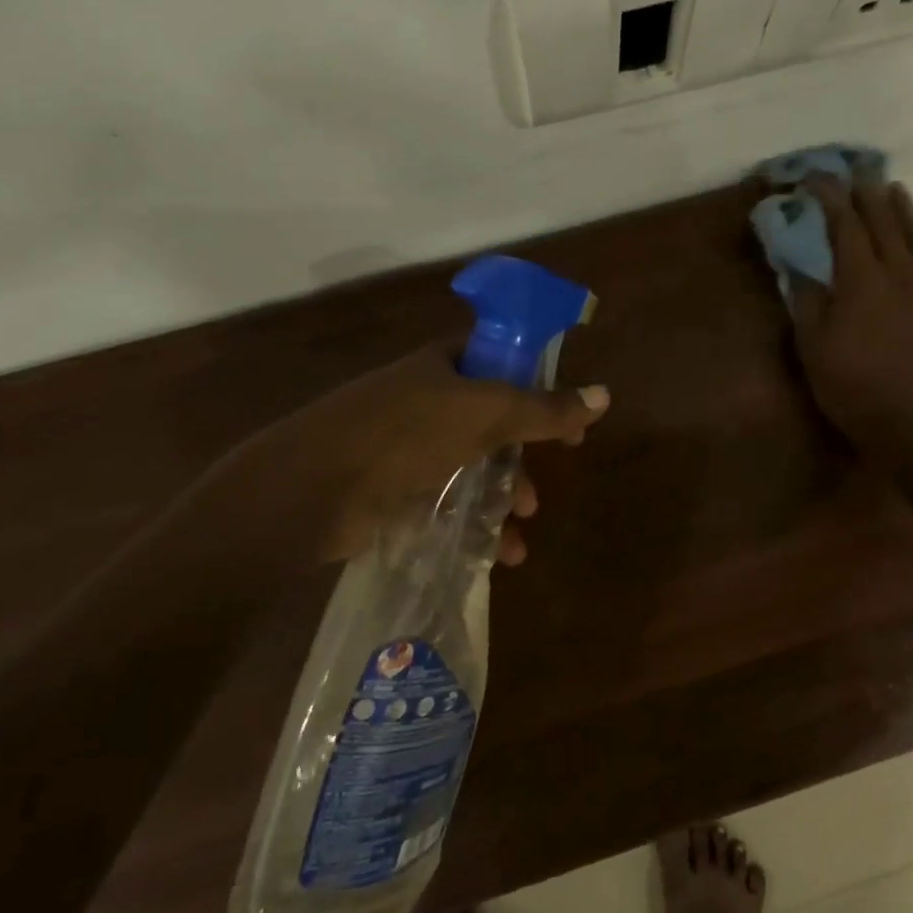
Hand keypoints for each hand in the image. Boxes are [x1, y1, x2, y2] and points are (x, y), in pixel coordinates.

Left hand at [206, 341, 608, 570]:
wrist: (307, 491)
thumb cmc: (402, 435)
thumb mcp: (484, 415)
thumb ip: (544, 410)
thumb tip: (604, 396)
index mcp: (443, 365)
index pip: (502, 359)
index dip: (540, 382)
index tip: (569, 415)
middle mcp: (426, 399)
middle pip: (493, 418)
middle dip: (525, 450)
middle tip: (554, 471)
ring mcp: (407, 446)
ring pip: (474, 465)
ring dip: (505, 494)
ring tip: (524, 525)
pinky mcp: (394, 490)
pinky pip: (449, 501)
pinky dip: (476, 523)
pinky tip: (499, 553)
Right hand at [791, 177, 912, 448]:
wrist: (910, 425)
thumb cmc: (850, 387)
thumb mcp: (812, 346)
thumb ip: (807, 299)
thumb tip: (801, 262)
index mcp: (862, 280)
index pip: (845, 226)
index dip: (830, 198)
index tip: (816, 178)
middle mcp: (899, 275)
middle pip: (884, 223)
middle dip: (867, 194)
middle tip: (857, 171)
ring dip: (900, 209)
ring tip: (892, 187)